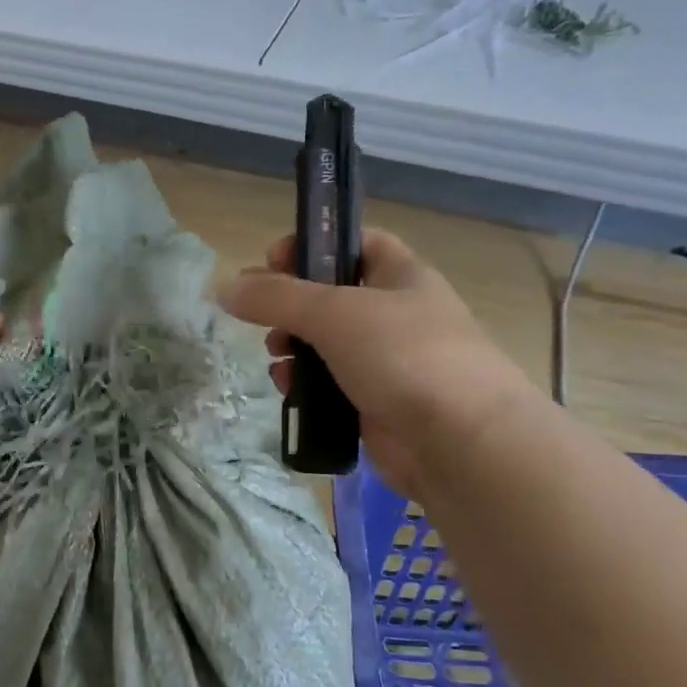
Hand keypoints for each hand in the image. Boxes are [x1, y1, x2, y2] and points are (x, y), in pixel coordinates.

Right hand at [220, 231, 534, 491]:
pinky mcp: (377, 404)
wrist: (461, 443)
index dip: (313, 244)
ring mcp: (388, 362)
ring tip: (276, 356)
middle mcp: (397, 314)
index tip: (272, 261)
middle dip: (290, 304)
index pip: (355, 243)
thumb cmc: (403, 356)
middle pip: (331, 296)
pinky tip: (288, 390)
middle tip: (262, 315)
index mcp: (401, 275)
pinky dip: (306, 384)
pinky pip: (330, 384)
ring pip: (326, 344)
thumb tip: (224, 289)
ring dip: (293, 346)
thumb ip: (274, 297)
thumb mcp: (332, 313)